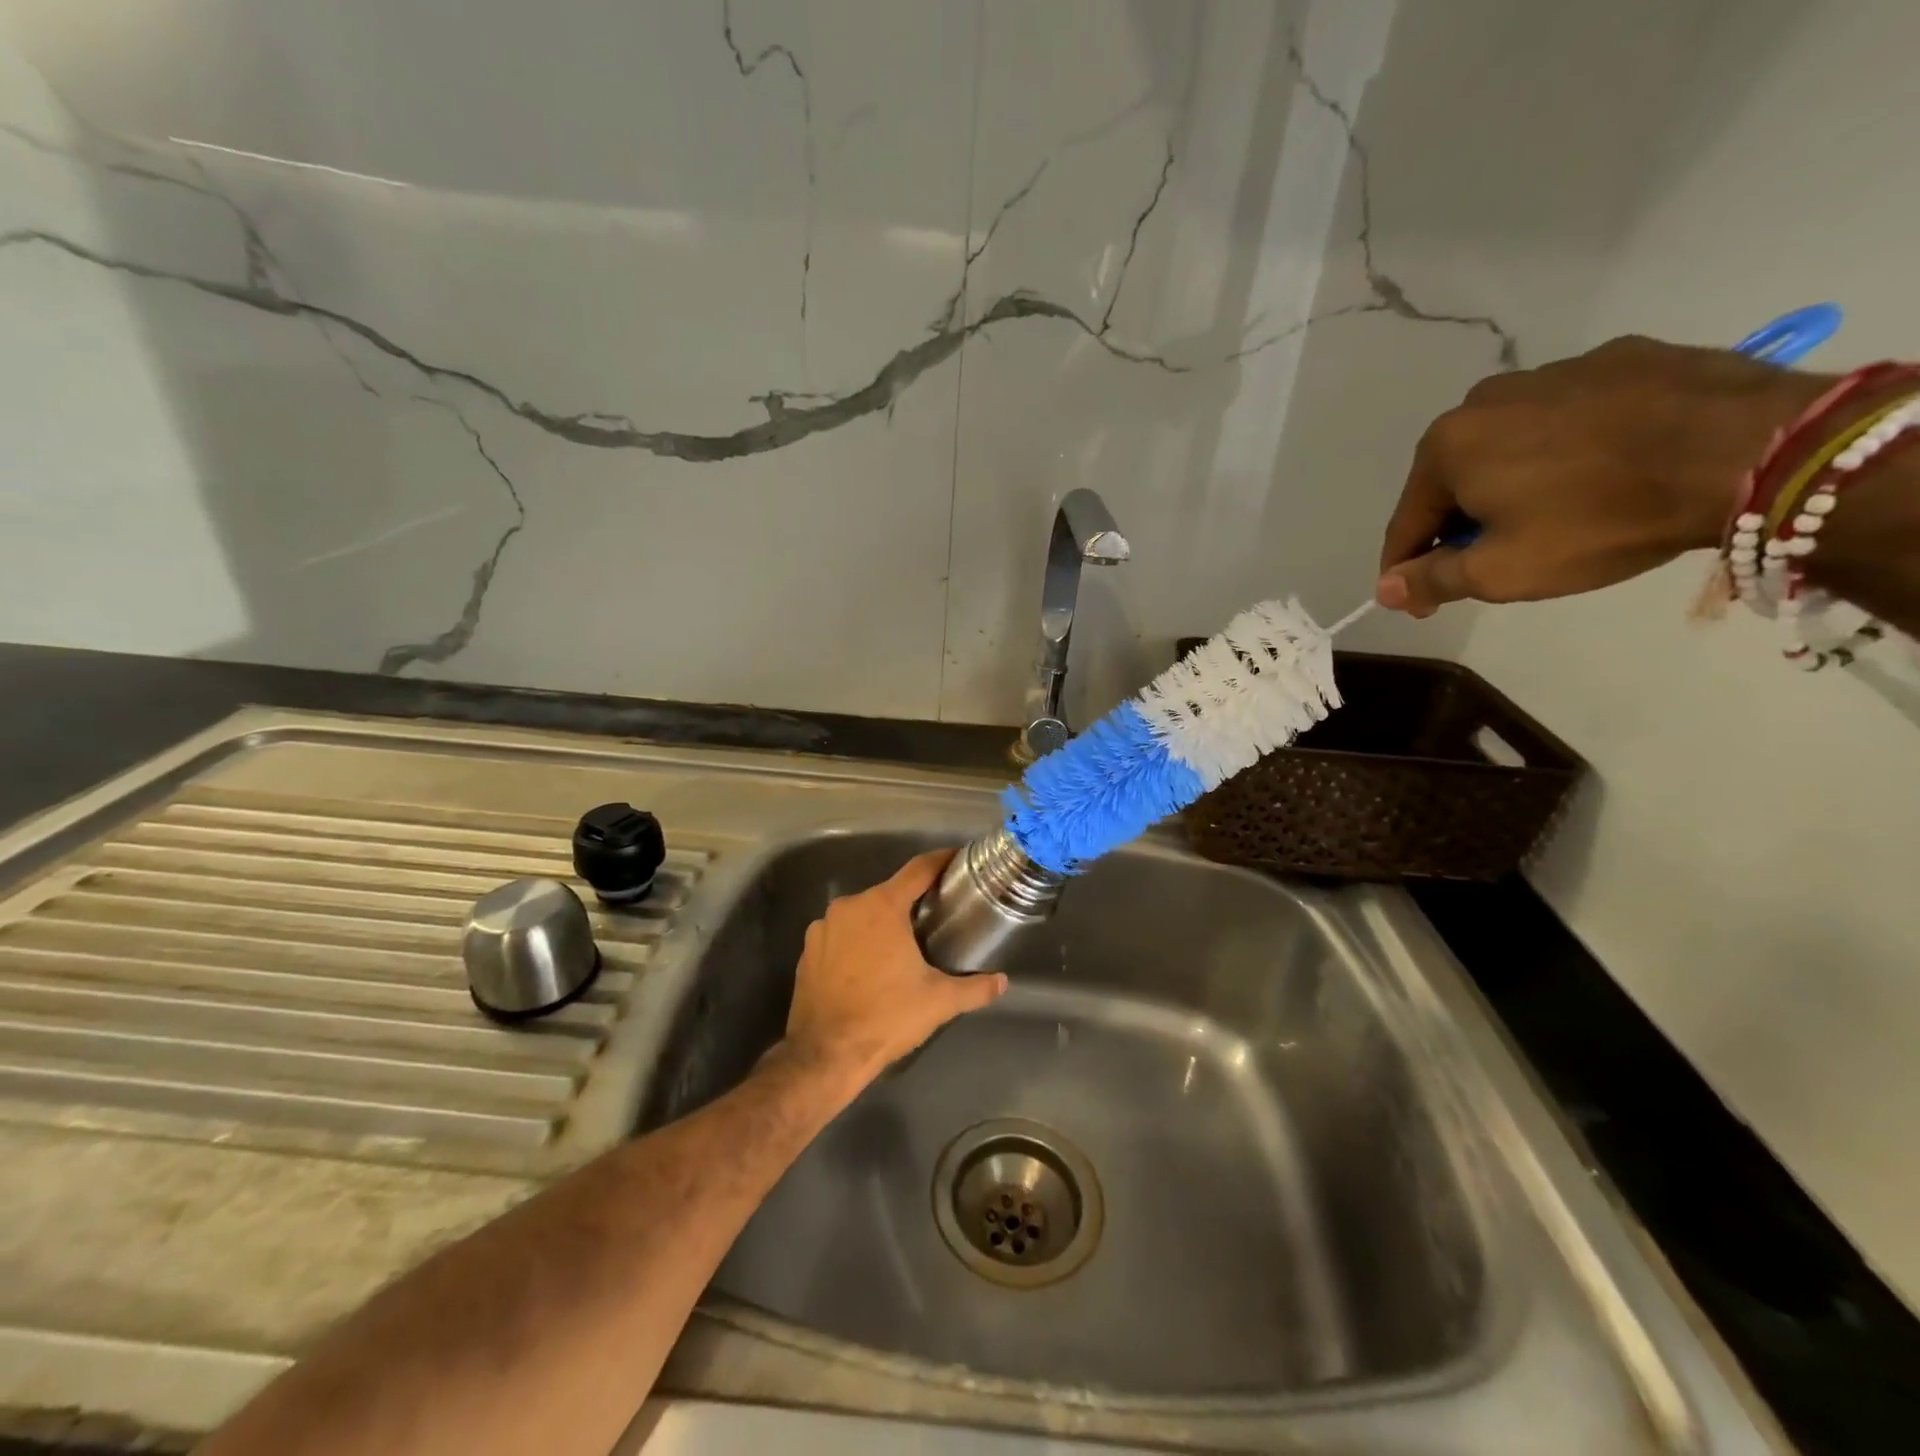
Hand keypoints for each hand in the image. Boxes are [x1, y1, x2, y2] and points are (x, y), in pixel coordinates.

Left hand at [782, 851, 1007, 1082]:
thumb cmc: (886, 1017)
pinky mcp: (808, 950)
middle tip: (936, 917)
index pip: (918, 870)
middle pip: (889, 893)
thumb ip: (974, 988)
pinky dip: (858, 942)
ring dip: (882, 924)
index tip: (957, 859)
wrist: (824, 1055)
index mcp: (882, 906)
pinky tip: (870, 967)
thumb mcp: (938, 1002)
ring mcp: (823, 927)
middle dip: (912, 902)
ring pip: (862, 914)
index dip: (940, 861)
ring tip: (904, 946)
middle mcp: (849, 906)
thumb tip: (1002, 982)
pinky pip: (841, 935)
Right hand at [1376, 336, 1832, 615]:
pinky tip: (1601, 472)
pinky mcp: (1622, 358)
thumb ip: (1433, 580)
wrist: (1749, 450)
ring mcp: (1556, 371)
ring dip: (1511, 481)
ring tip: (1552, 514)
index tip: (1421, 602)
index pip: (1408, 522)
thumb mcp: (1502, 572)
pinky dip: (1568, 447)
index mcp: (1447, 447)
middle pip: (1454, 479)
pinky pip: (1570, 415)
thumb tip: (1385, 589)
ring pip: (1509, 443)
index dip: (1408, 569)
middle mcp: (1487, 399)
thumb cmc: (1599, 520)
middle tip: (1490, 560)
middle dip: (1461, 523)